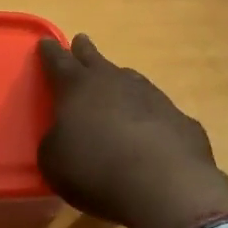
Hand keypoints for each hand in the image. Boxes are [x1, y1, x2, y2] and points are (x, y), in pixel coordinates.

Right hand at [38, 35, 227, 227]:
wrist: (164, 186)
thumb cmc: (96, 169)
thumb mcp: (53, 162)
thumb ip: (54, 143)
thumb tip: (62, 138)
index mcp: (78, 87)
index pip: (59, 61)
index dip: (50, 52)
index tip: (46, 43)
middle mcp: (115, 82)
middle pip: (96, 59)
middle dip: (85, 51)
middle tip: (81, 42)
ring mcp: (152, 97)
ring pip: (131, 80)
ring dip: (120, 82)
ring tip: (116, 87)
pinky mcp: (181, 119)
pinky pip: (158, 112)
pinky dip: (150, 118)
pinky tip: (150, 133)